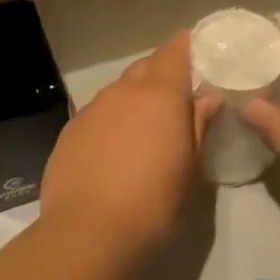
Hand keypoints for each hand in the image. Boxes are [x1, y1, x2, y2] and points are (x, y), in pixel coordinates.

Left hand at [40, 33, 214, 264]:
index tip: (198, 52)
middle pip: (145, 68)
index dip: (187, 47)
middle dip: (162, 75)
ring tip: (145, 128)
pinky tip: (114, 149)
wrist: (88, 232)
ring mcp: (92, 109)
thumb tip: (209, 96)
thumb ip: (199, 124)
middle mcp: (123, 91)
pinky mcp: (70, 130)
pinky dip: (111, 120)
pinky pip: (98, 113)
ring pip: (119, 91)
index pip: (174, 51)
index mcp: (160, 94)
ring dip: (134, 99)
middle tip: (177, 98)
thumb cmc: (154, 201)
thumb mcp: (190, 167)